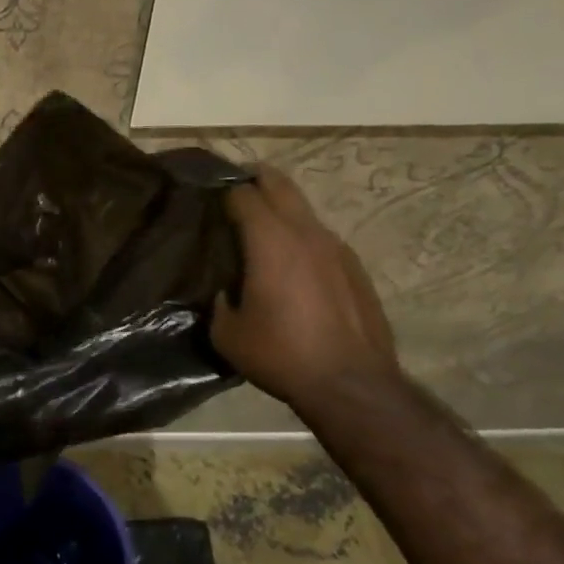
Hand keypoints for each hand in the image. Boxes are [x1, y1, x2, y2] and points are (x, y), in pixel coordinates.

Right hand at [211, 168, 401, 412]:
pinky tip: (294, 267)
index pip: (243, 195)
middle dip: (256, 179)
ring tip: (263, 231)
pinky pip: (322, 239)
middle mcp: (306, 232)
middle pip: (279, 185)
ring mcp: (337, 248)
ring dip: (282, 211)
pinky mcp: (356, 268)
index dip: (223, 192)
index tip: (208, 200)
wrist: (351, 384)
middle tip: (235, 187)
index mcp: (270, 240)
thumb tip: (223, 291)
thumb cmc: (281, 354)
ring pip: (304, 211)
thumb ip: (218, 302)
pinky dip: (303, 239)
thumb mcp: (227, 333)